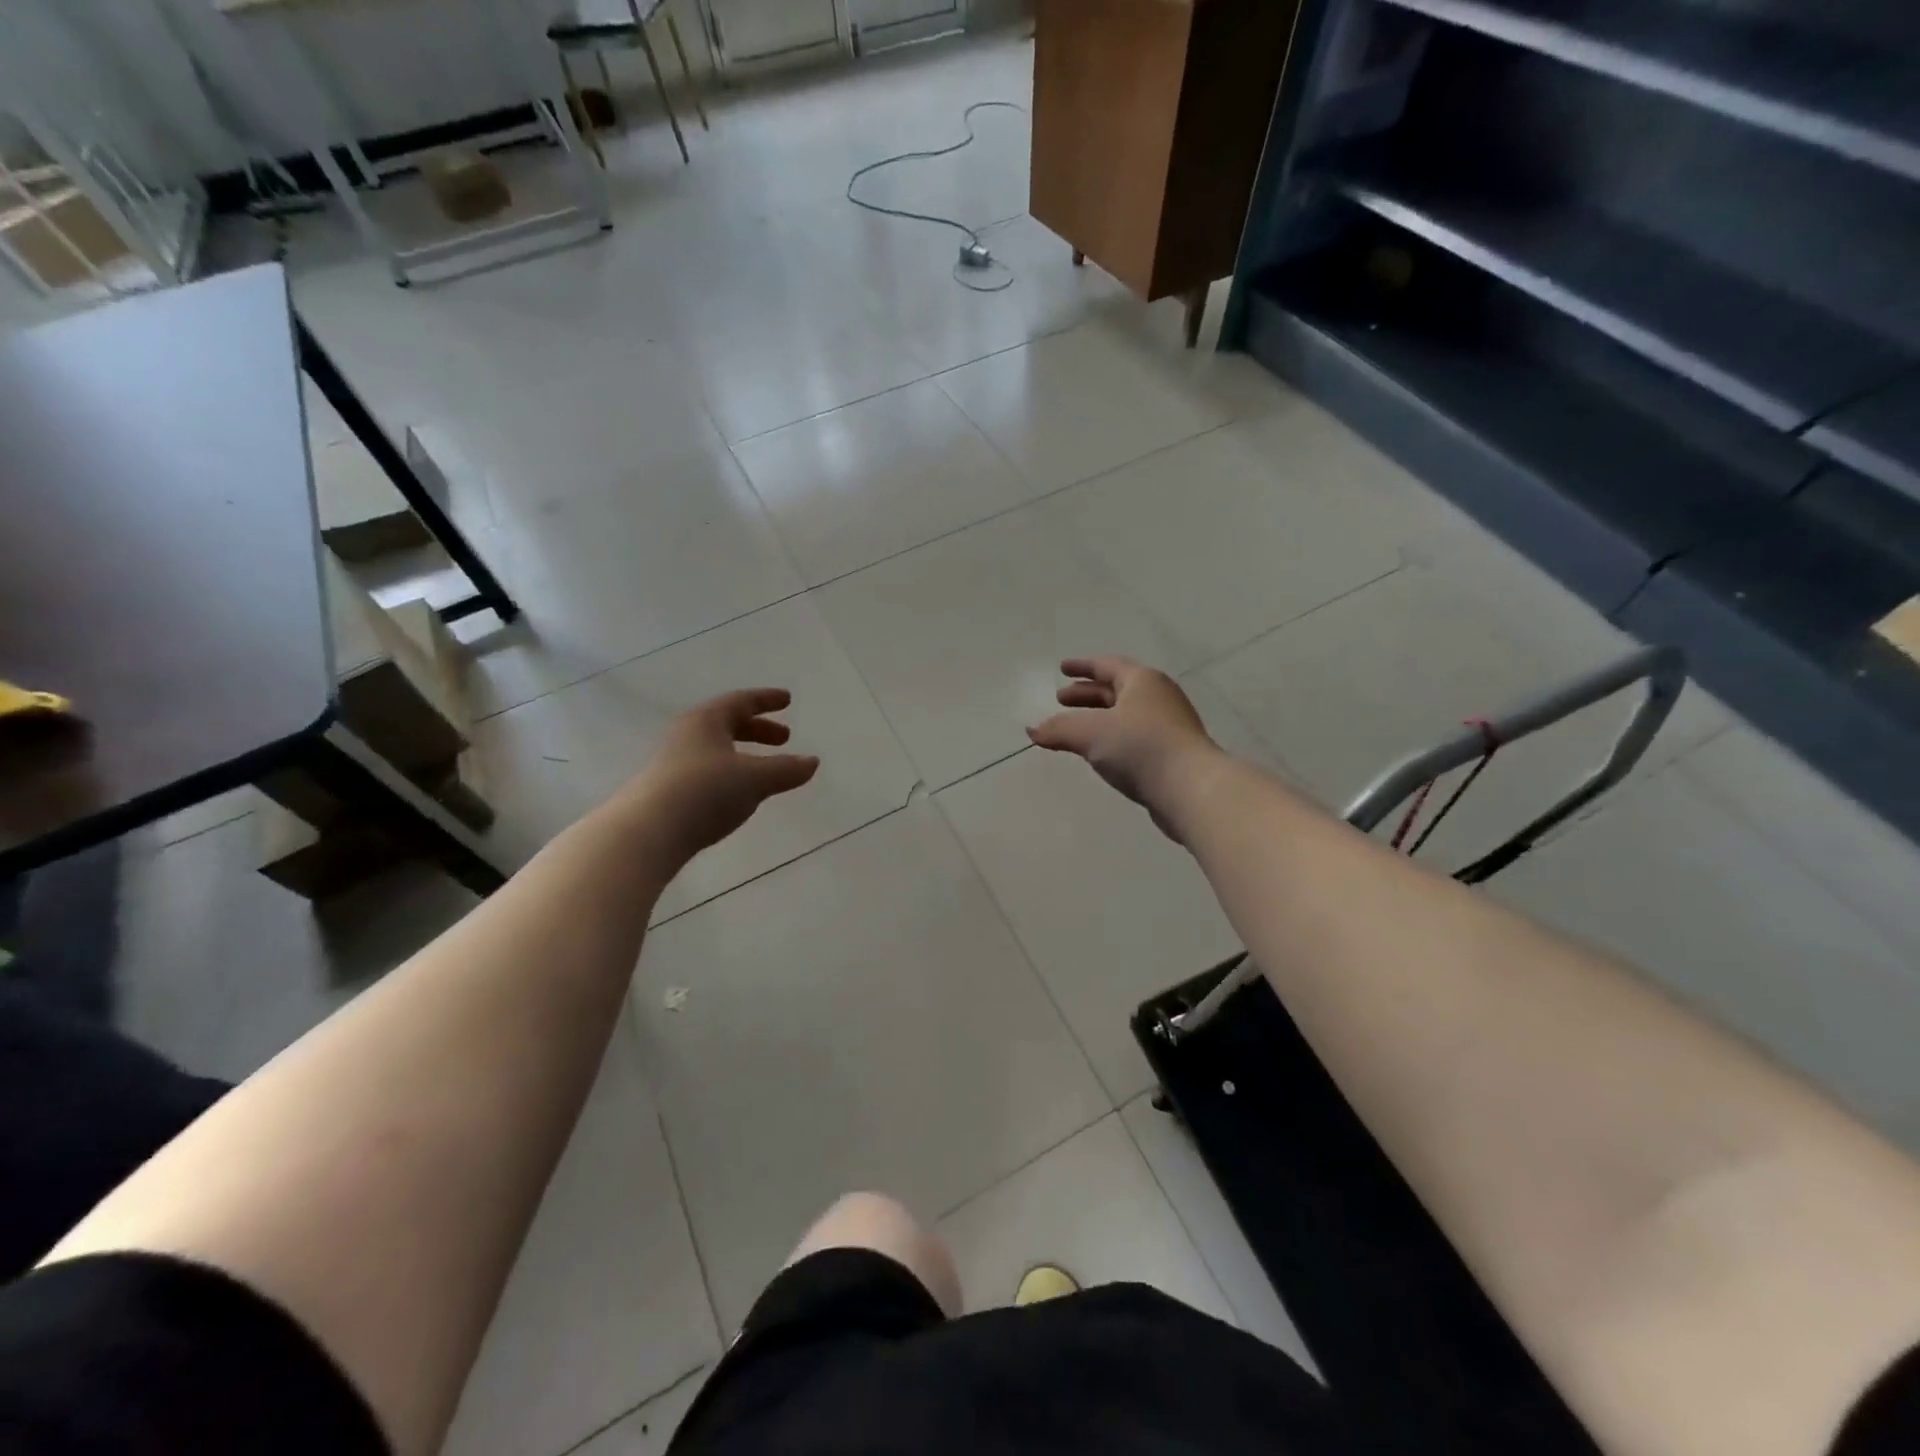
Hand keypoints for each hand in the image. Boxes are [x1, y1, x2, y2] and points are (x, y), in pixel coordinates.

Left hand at [625, 689, 819, 863]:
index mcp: (706, 720)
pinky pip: (706, 771)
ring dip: (743, 754)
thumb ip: (786, 770)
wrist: (646, 833)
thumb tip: (812, 762)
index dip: (766, 700)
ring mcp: (673, 763)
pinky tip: (738, 794)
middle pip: (727, 724)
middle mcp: (687, 735)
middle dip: (758, 730)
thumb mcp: (754, 779)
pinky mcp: (667, 791)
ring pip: (716, 749)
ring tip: (764, 770)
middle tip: (784, 738)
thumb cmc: (705, 792)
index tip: (787, 699)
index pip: (741, 701)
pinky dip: (729, 773)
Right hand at [1028, 658, 1221, 841]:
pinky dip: (1112, 737)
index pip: (1108, 666)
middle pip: (1117, 690)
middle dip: (1087, 694)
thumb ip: (1058, 729)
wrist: (1190, 788)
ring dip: (1099, 718)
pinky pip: (1134, 737)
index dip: (1083, 667)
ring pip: (1125, 715)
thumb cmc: (1140, 747)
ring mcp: (1169, 726)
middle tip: (1060, 700)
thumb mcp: (1090, 733)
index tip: (1062, 668)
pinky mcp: (1171, 754)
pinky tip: (1100, 753)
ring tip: (1075, 729)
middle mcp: (1158, 697)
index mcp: (1142, 681)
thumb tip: (1031, 730)